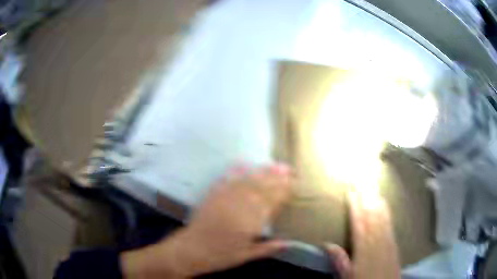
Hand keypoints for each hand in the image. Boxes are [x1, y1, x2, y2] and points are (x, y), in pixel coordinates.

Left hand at [121, 164, 293, 277]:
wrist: (191, 249)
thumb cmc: (220, 255)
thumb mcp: (246, 256)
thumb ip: (268, 248)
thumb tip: (289, 243)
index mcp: (250, 222)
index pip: (271, 202)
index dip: (283, 191)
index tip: (294, 183)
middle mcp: (239, 206)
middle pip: (262, 188)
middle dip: (277, 178)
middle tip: (289, 169)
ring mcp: (225, 198)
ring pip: (248, 181)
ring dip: (262, 172)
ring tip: (274, 165)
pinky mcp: (213, 195)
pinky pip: (226, 180)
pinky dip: (236, 171)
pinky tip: (243, 163)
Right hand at [325, 191, 400, 278]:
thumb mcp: (347, 275)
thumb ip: (339, 260)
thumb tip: (327, 244)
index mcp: (363, 247)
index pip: (358, 222)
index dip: (354, 205)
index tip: (350, 190)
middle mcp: (376, 239)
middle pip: (370, 214)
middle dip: (365, 196)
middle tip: (360, 180)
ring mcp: (387, 238)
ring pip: (381, 215)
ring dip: (375, 199)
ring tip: (370, 185)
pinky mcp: (394, 240)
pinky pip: (389, 221)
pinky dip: (386, 209)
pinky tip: (384, 202)